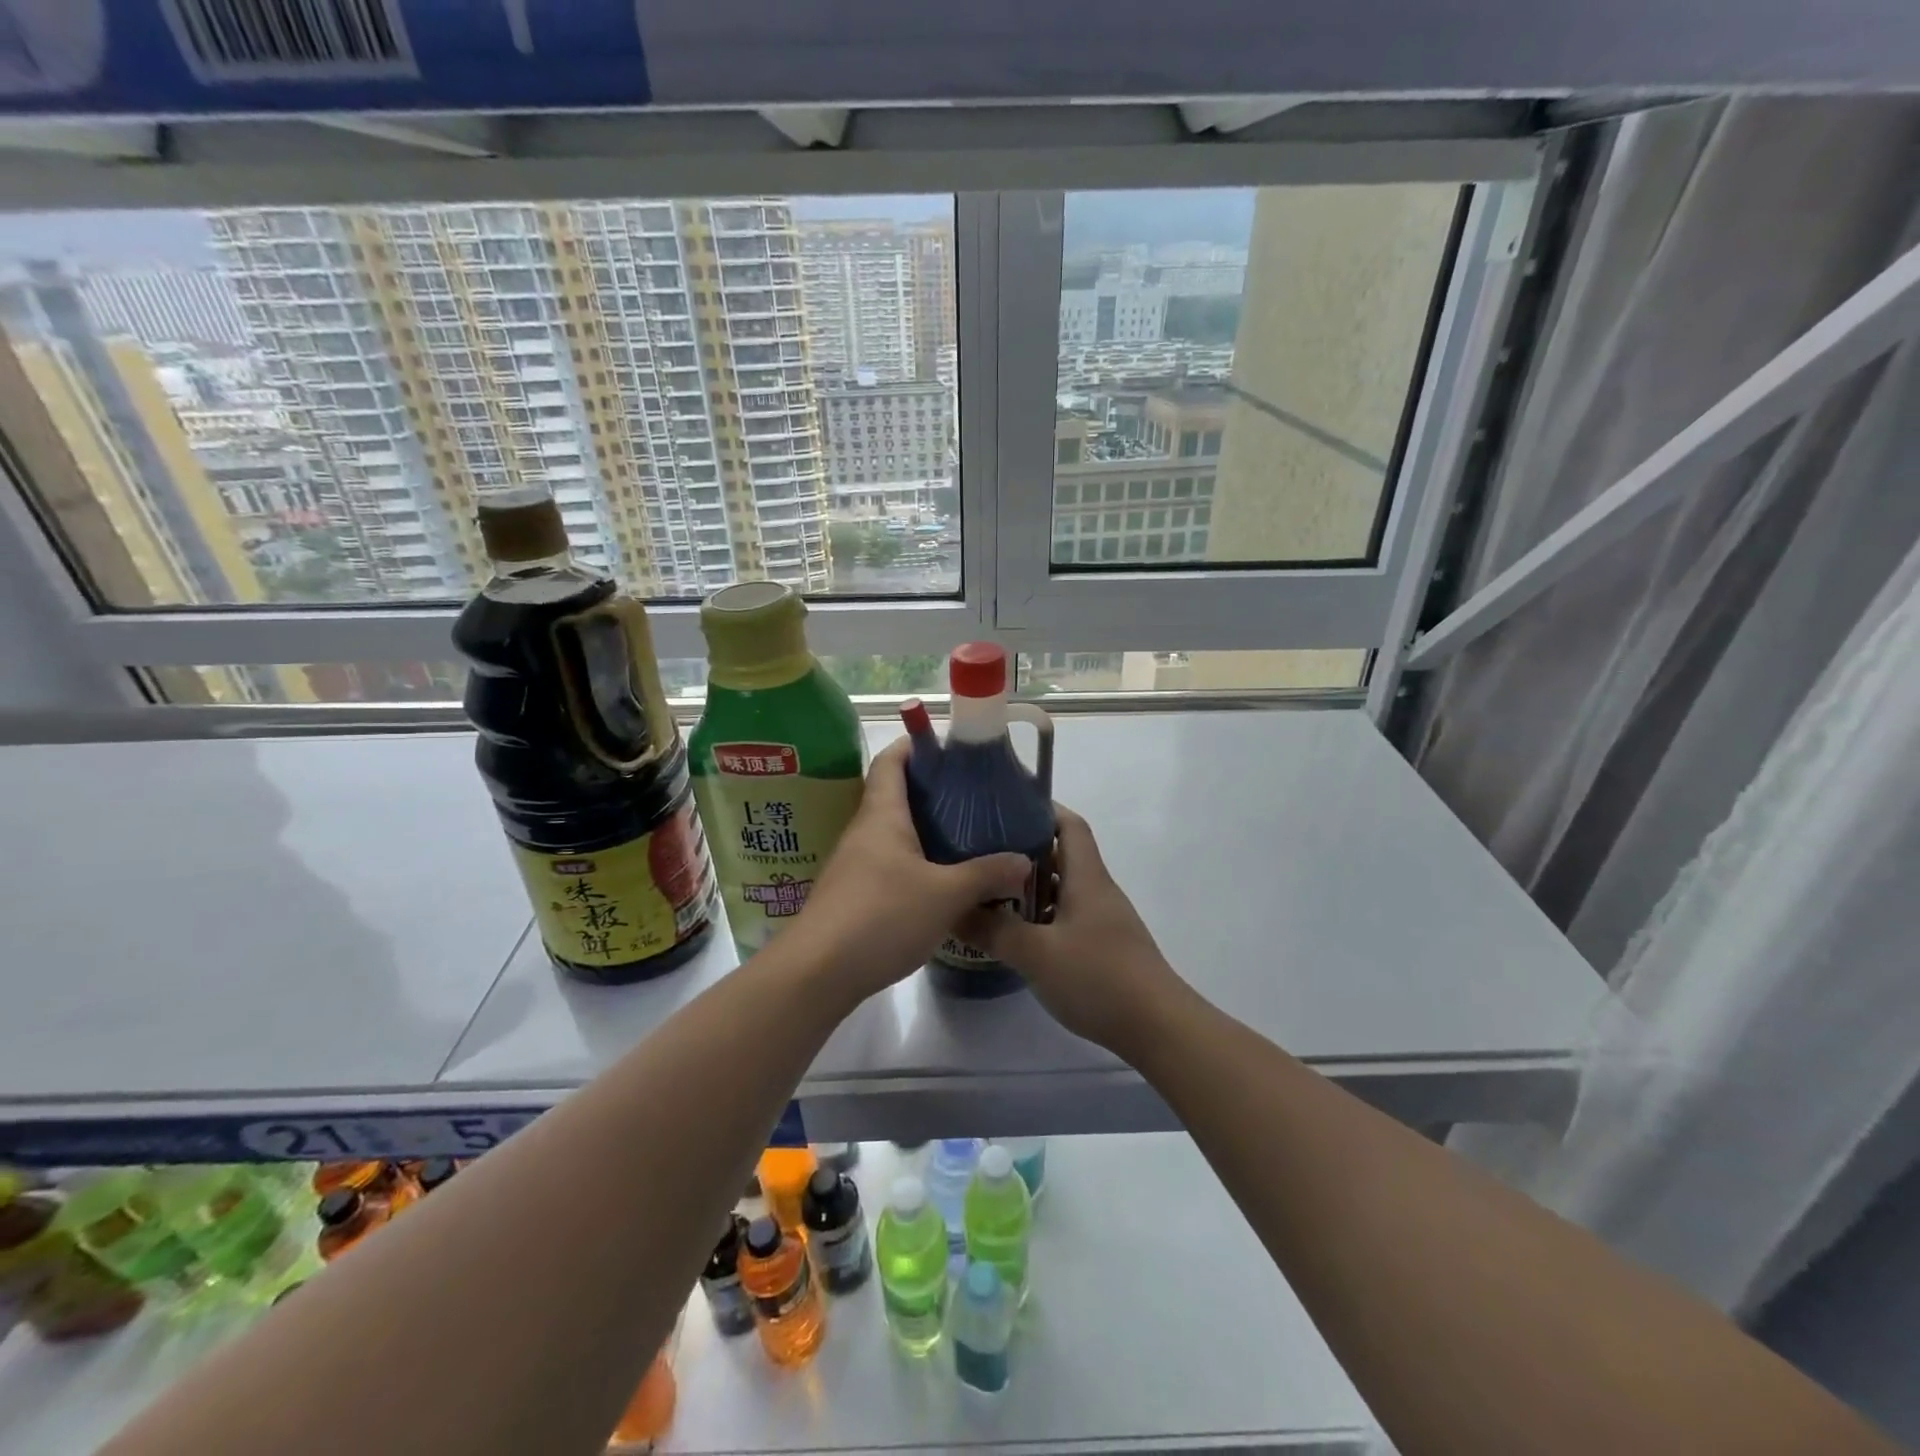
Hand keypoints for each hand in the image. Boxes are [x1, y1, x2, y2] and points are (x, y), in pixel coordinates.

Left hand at [788, 738, 1030, 999]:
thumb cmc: (881, 916)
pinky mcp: (854, 895)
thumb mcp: (945, 895)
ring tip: (966, 836)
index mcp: (882, 815)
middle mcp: (864, 831)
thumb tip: (1024, 861)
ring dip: (925, 830)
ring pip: (893, 833)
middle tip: (974, 796)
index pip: (892, 760)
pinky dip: (916, 861)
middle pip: (894, 794)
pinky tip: (941, 881)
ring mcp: (855, 864)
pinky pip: (889, 863)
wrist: (818, 972)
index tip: (950, 747)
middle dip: (932, 790)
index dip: (916, 744)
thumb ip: (986, 875)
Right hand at [957, 805, 1182, 1056]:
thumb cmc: (1098, 977)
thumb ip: (993, 930)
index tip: (1006, 807)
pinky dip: (1042, 918)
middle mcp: (1098, 891)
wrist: (1157, 1027)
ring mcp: (1104, 921)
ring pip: (1063, 890)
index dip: (1042, 809)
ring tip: (990, 895)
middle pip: (1062, 856)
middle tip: (983, 855)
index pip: (1069, 825)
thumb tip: (954, 910)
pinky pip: (1068, 918)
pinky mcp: (1105, 948)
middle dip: (1023, 852)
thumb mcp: (1036, 954)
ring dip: (1031, 889)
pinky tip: (1018, 936)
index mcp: (1087, 878)